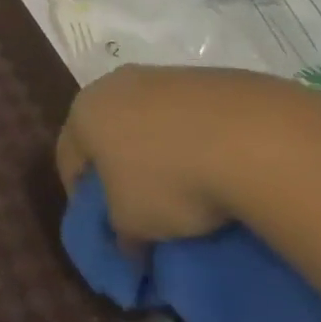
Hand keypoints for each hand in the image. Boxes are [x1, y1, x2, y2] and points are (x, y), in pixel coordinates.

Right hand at [55, 66, 319, 248]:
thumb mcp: (134, 223)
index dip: (82, 197)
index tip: (105, 227)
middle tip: (140, 205)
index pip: (68, 157)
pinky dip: (194, 139)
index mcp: (84, 113)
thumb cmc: (170, 180)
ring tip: (187, 188)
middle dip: (119, 168)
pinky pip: (188, 116)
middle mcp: (113, 84)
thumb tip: (129, 245)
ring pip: (147, 120)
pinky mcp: (207, 77)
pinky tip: (217, 166)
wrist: (252, 138)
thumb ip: (120, 233)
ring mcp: (161, 76)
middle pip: (106, 132)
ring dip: (158, 151)